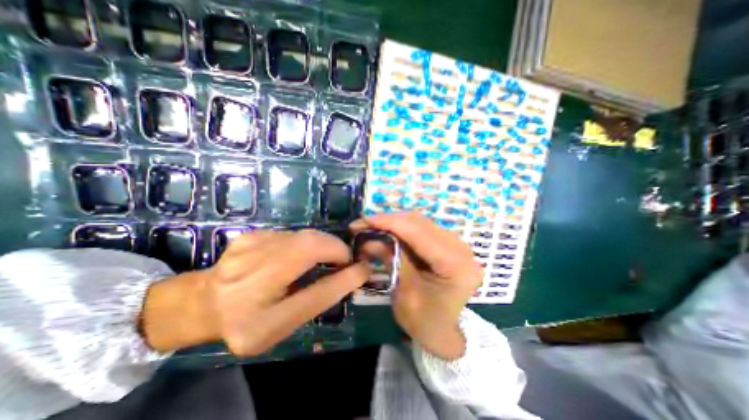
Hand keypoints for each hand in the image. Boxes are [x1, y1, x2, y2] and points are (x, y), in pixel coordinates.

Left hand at [140, 230, 368, 353]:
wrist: (204, 302)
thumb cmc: (249, 321)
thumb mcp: (285, 324)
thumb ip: (321, 298)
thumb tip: (356, 273)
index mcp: (258, 318)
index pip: (314, 293)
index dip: (345, 276)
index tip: (361, 268)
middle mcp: (249, 279)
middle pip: (309, 246)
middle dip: (336, 248)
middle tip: (344, 259)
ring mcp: (248, 249)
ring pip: (304, 236)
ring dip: (323, 244)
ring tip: (324, 256)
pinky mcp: (251, 234)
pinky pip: (292, 234)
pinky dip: (305, 241)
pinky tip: (297, 254)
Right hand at [350, 212, 483, 358]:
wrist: (443, 333)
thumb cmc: (424, 322)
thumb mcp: (405, 293)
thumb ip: (391, 259)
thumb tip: (369, 237)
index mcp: (457, 265)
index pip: (421, 234)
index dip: (391, 223)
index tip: (365, 219)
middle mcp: (462, 249)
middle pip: (421, 223)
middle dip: (390, 221)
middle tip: (364, 223)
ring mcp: (456, 244)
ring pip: (420, 222)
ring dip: (394, 223)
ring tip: (372, 226)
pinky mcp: (448, 244)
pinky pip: (422, 229)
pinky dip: (402, 228)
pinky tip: (387, 231)